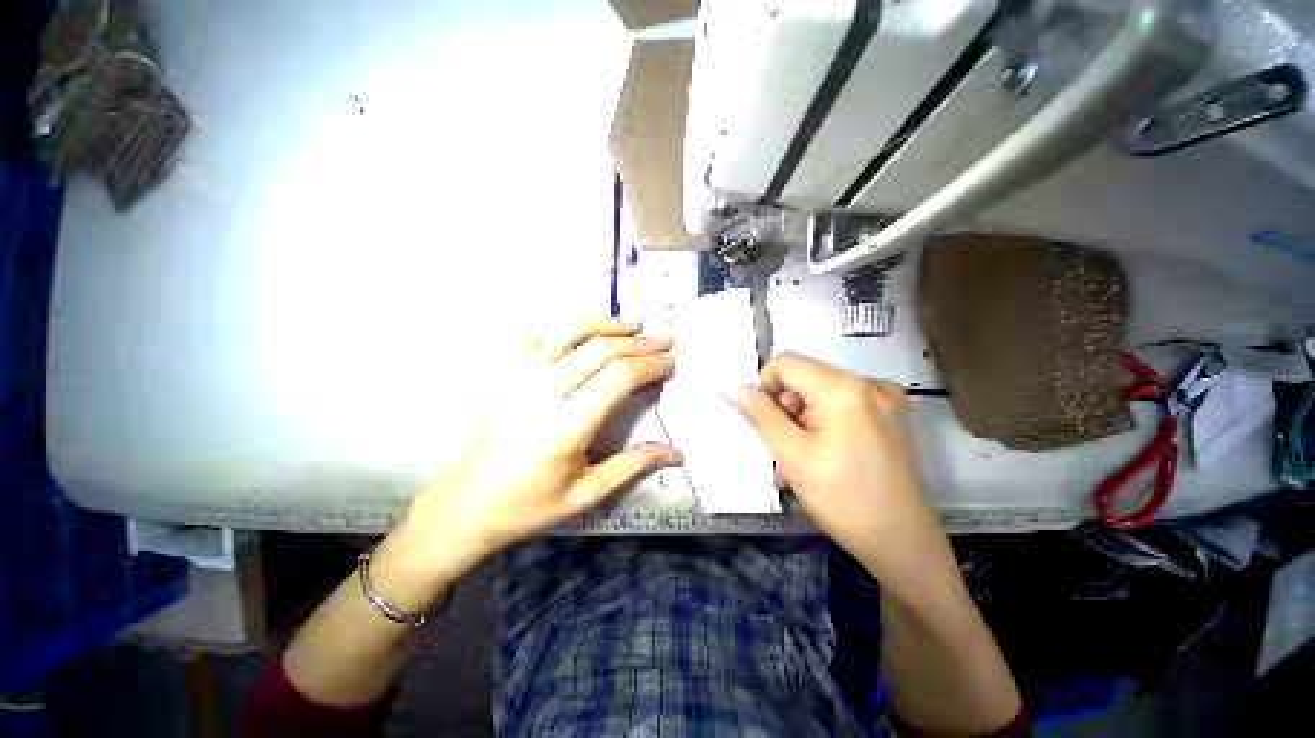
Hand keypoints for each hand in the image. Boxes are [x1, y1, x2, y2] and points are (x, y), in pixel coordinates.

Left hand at [402, 318, 679, 574]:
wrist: (466, 502)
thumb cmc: (528, 505)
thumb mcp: (585, 495)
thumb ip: (632, 465)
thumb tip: (676, 453)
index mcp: (565, 427)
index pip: (617, 378)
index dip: (649, 364)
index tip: (669, 361)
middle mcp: (541, 393)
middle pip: (599, 351)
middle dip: (638, 342)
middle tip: (662, 341)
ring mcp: (518, 378)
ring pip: (568, 333)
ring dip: (605, 324)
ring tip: (632, 325)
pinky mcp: (505, 374)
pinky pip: (538, 337)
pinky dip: (565, 329)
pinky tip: (584, 332)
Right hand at [725, 353, 943, 583]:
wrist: (901, 542)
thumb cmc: (842, 499)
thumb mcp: (791, 455)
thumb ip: (760, 414)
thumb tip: (732, 388)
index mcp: (844, 388)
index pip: (785, 363)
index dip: (766, 389)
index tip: (771, 426)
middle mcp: (869, 382)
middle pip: (804, 377)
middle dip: (787, 409)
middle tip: (789, 449)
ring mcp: (884, 398)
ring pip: (820, 392)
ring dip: (802, 419)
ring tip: (805, 458)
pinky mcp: (890, 414)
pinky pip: (841, 403)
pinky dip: (824, 422)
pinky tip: (827, 453)